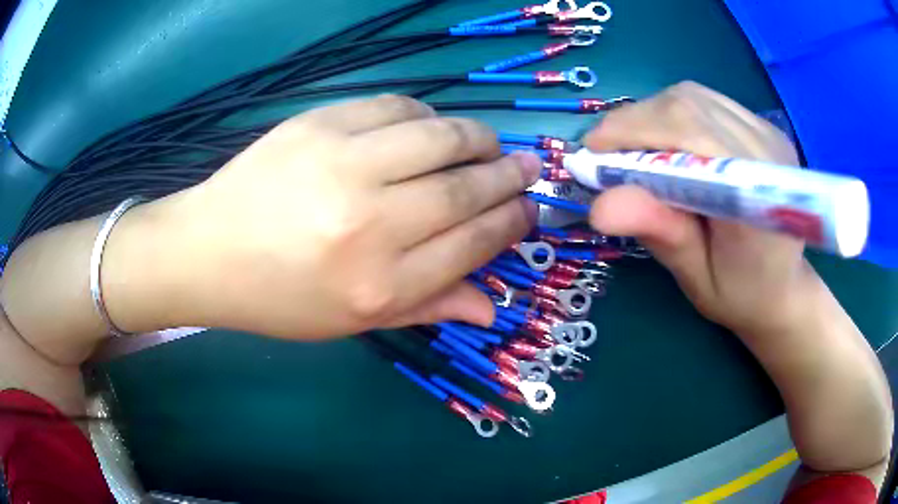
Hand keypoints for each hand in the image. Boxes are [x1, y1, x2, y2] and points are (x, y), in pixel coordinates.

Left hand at [107, 95, 540, 339]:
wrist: (208, 250)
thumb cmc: (280, 298)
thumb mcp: (354, 321)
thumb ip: (428, 307)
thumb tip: (493, 306)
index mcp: (379, 284)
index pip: (471, 243)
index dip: (510, 222)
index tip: (528, 209)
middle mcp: (368, 223)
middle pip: (463, 188)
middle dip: (508, 176)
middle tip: (526, 168)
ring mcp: (341, 164)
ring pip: (439, 137)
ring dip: (477, 138)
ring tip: (488, 145)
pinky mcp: (318, 124)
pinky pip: (394, 106)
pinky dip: (425, 114)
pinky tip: (429, 128)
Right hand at [583, 82, 811, 335]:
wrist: (781, 284)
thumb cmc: (740, 293)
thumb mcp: (697, 278)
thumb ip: (661, 235)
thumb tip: (600, 206)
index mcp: (759, 199)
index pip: (693, 135)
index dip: (636, 133)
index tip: (593, 155)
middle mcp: (768, 152)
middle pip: (689, 106)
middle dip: (635, 122)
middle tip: (605, 154)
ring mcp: (767, 131)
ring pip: (693, 97)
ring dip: (650, 116)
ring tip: (631, 149)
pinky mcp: (760, 125)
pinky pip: (704, 101)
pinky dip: (670, 114)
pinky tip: (663, 142)